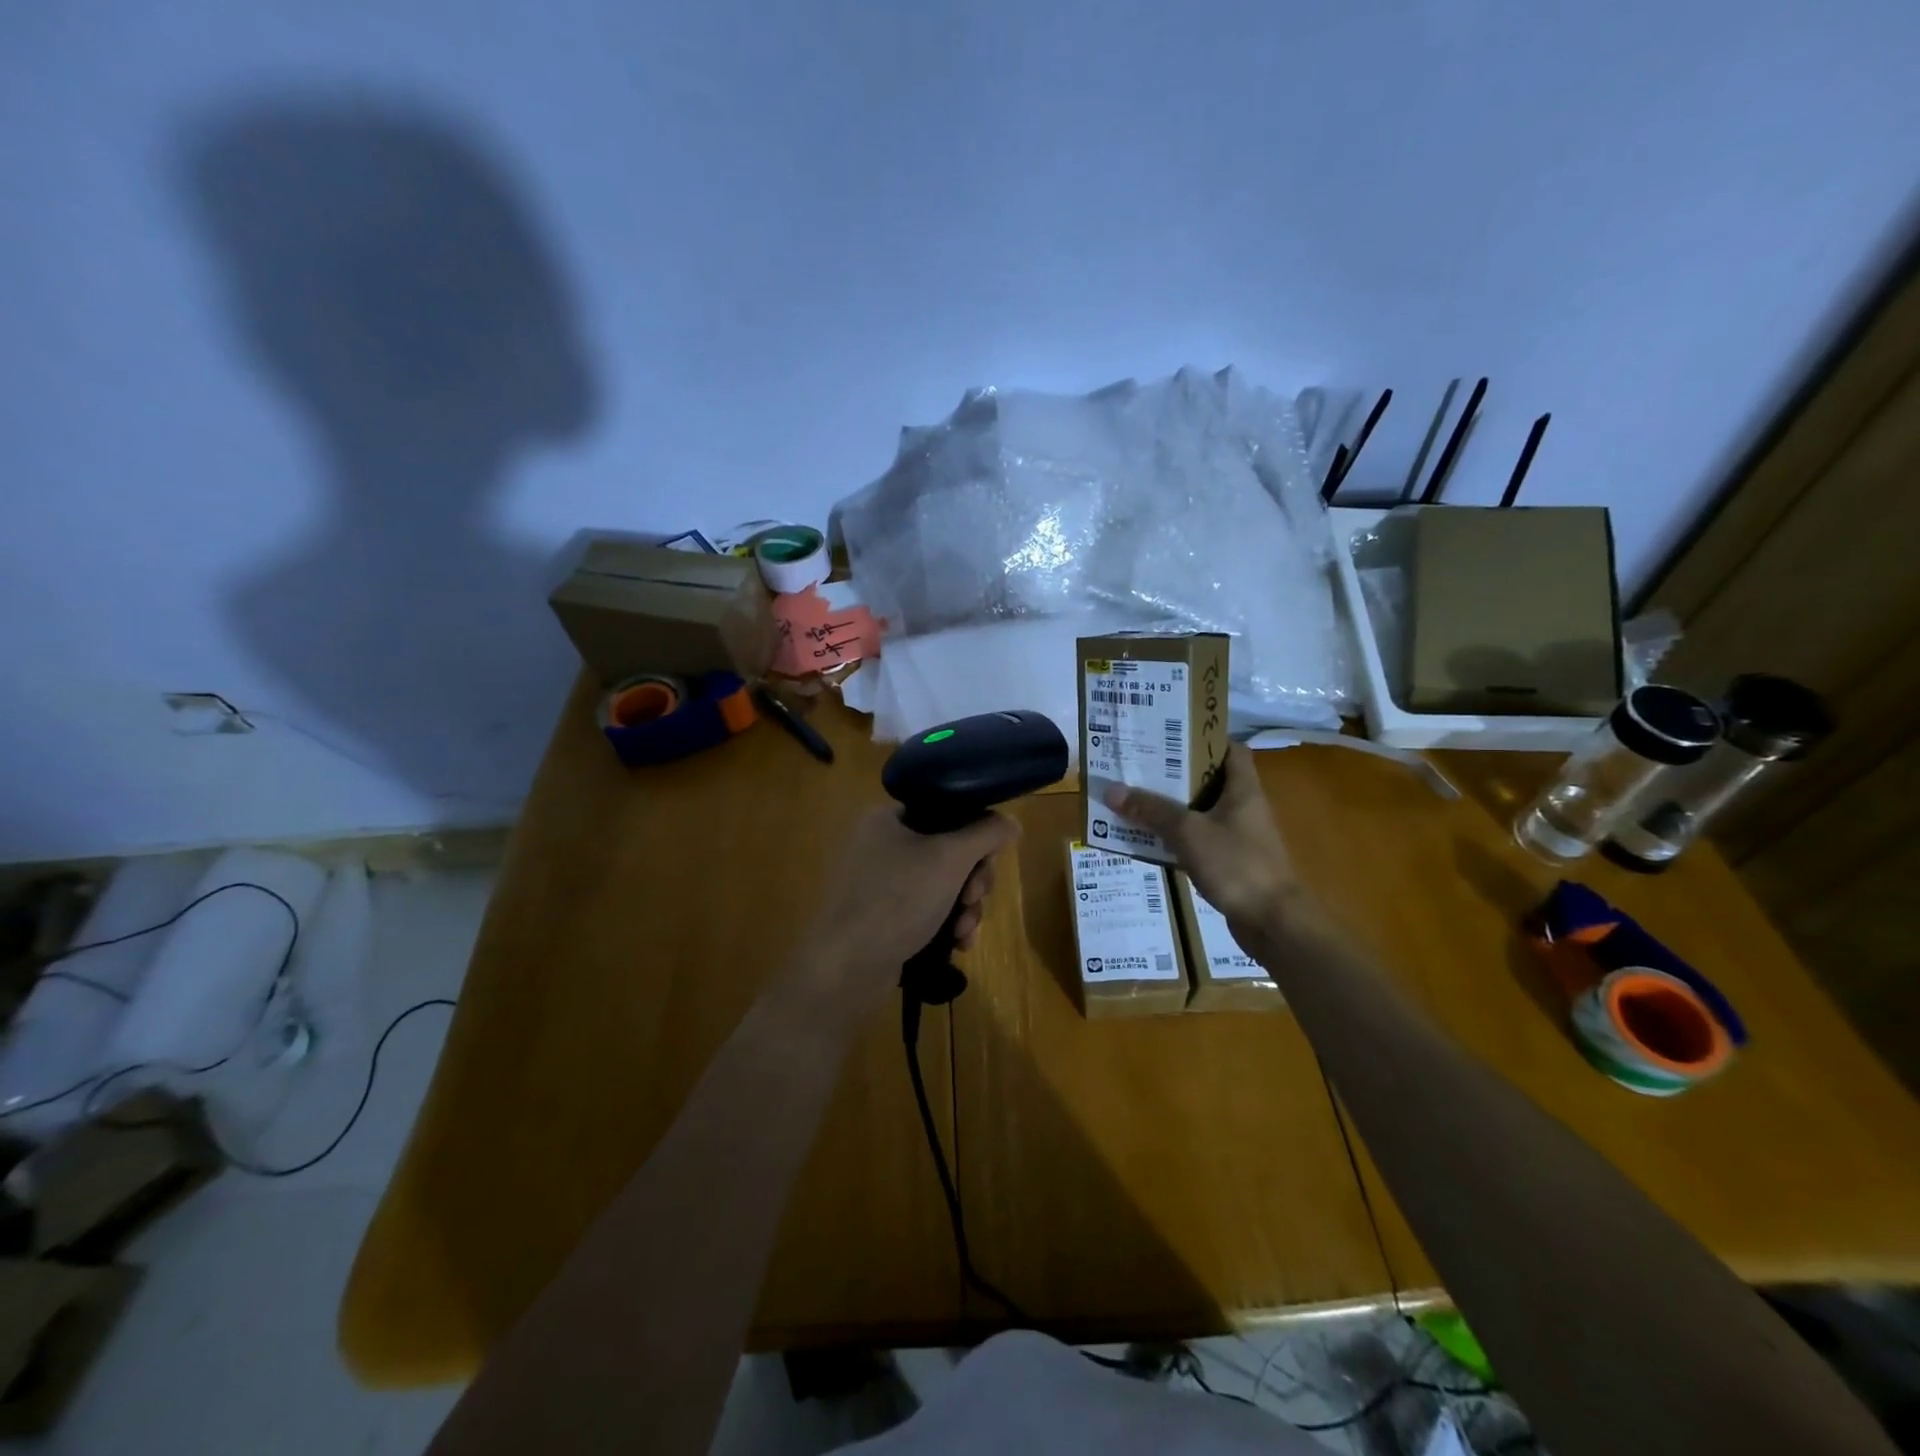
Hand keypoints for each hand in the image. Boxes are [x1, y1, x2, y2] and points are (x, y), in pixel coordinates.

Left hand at [793, 807, 1019, 1018]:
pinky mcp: (880, 915)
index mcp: (886, 817)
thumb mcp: (950, 858)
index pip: (947, 811)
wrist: (845, 968)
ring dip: (964, 907)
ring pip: (942, 883)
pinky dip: (946, 923)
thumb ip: (987, 833)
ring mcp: (877, 882)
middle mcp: (879, 843)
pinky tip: (958, 944)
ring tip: (965, 930)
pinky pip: (926, 908)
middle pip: (949, 850)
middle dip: (972, 880)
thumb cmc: (897, 900)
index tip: (988, 863)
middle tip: (975, 900)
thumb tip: (1012, 822)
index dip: (976, 836)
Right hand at [1103, 742, 1302, 929]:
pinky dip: (1176, 837)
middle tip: (1139, 766)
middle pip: (1208, 780)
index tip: (1169, 737)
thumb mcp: (1188, 832)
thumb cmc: (1237, 864)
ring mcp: (1238, 837)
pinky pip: (1197, 840)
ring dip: (1171, 807)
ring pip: (1200, 812)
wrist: (1273, 923)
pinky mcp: (1230, 862)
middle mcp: (1243, 807)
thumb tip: (1111, 790)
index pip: (1230, 749)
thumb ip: (1151, 810)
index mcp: (1242, 789)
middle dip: (1174, 774)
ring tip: (1134, 798)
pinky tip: (1148, 839)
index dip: (1203, 738)